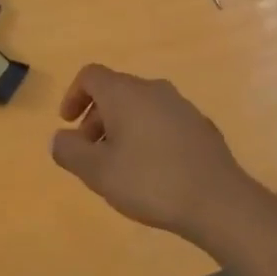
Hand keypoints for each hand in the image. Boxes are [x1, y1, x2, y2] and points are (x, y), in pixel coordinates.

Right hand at [50, 67, 276, 275]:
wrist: (217, 200)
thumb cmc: (150, 181)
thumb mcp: (98, 172)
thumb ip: (70, 151)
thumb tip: (59, 137)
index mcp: (125, 93)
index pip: (91, 75)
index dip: (74, 95)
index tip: (68, 124)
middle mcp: (153, 89)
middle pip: (116, 91)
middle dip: (96, 117)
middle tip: (90, 153)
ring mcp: (181, 105)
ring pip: (140, 106)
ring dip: (122, 127)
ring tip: (119, 165)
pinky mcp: (200, 125)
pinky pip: (162, 120)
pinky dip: (147, 135)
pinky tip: (152, 170)